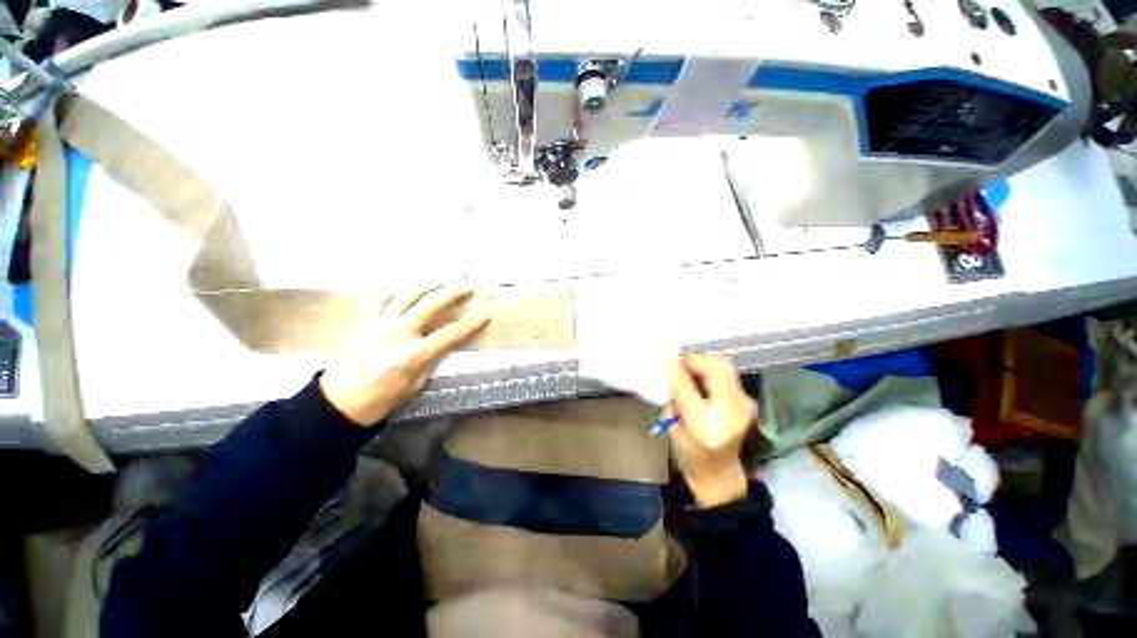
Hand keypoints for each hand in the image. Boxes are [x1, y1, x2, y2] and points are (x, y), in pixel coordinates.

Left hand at [320, 284, 490, 426]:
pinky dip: (395, 291)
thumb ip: (431, 360)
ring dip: (428, 286)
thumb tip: (443, 344)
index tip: (485, 314)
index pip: (450, 333)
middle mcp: (398, 333)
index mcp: (413, 354)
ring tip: (443, 281)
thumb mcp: (416, 385)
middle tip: (467, 287)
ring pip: (408, 296)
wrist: (340, 402)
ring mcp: (380, 324)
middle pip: (430, 306)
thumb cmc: (382, 399)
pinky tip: (405, 288)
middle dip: (452, 294)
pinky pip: (381, 300)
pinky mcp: (366, 322)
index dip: (470, 323)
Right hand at [663, 354, 757, 507]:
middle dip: (697, 359)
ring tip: (689, 370)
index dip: (676, 369)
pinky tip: (702, 379)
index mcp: (706, 425)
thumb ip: (673, 396)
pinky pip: (729, 376)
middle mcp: (732, 413)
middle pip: (720, 369)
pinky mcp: (748, 402)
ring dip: (706, 364)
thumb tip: (668, 364)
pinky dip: (713, 371)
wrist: (719, 474)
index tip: (665, 358)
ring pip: (727, 369)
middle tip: (680, 362)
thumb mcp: (673, 426)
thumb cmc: (690, 454)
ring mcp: (746, 406)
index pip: (689, 387)